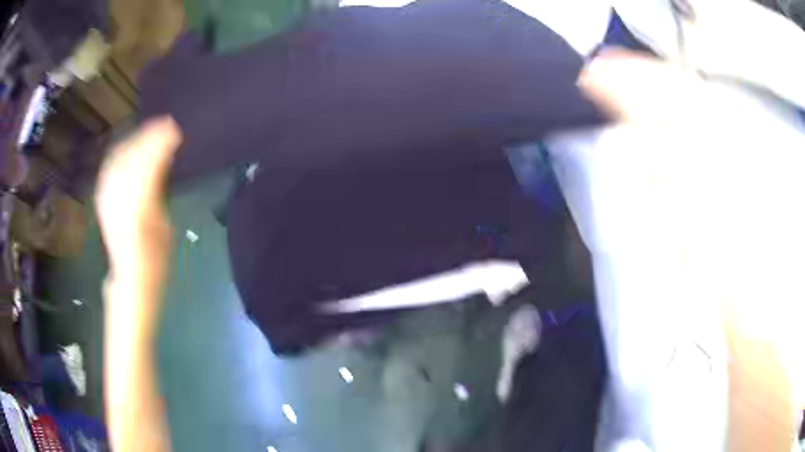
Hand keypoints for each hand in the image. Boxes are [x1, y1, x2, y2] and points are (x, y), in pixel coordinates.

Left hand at [95, 118, 181, 294]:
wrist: (131, 276)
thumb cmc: (155, 257)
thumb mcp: (164, 224)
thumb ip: (158, 189)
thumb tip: (162, 160)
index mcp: (137, 208)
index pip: (147, 165)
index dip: (160, 143)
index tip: (175, 128)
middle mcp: (117, 199)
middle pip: (131, 157)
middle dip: (149, 137)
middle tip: (167, 124)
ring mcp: (106, 197)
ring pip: (119, 158)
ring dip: (135, 140)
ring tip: (151, 129)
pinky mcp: (101, 196)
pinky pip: (110, 165)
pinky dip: (121, 151)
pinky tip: (129, 144)